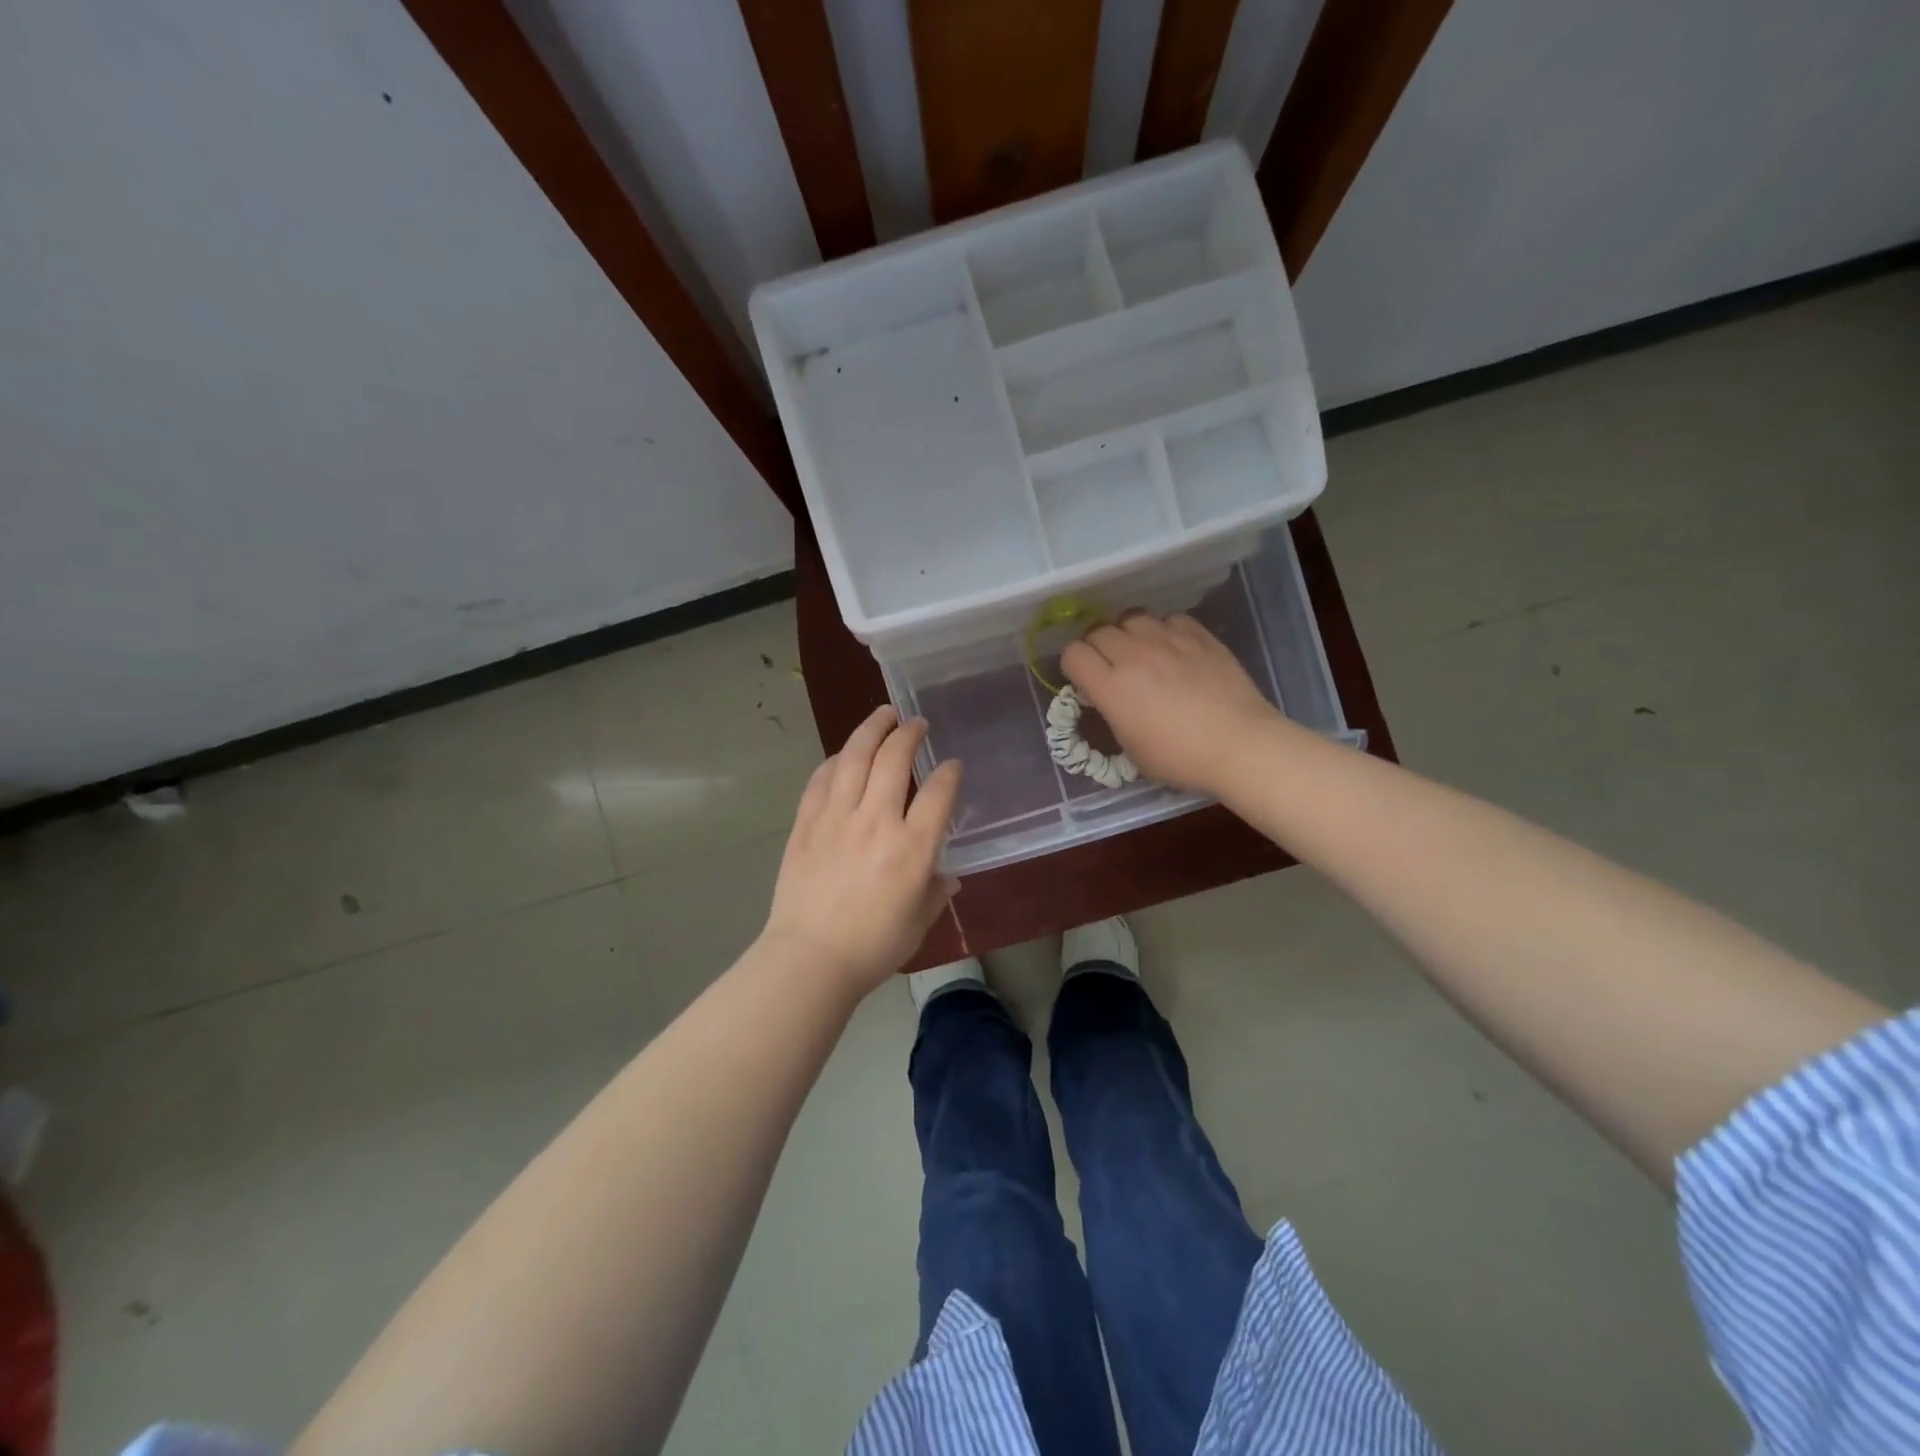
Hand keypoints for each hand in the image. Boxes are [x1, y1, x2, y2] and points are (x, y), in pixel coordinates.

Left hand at [761, 706, 962, 995]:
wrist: (810, 959)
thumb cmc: (873, 947)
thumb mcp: (919, 922)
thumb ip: (936, 890)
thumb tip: (946, 874)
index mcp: (912, 848)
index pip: (939, 792)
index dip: (950, 772)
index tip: (952, 765)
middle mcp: (876, 822)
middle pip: (895, 759)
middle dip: (910, 734)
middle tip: (916, 723)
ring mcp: (836, 818)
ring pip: (854, 757)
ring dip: (871, 729)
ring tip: (883, 715)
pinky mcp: (806, 823)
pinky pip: (821, 779)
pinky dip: (835, 760)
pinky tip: (842, 755)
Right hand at [1062, 613, 1283, 796]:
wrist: (1241, 746)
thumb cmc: (1181, 760)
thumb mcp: (1131, 749)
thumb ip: (1111, 714)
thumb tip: (1108, 696)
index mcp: (1112, 687)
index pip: (1073, 654)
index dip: (1074, 666)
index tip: (1085, 680)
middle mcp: (1134, 655)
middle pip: (1097, 631)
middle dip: (1097, 648)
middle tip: (1110, 667)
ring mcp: (1168, 640)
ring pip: (1131, 618)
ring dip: (1128, 634)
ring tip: (1140, 652)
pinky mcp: (1198, 635)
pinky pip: (1168, 619)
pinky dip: (1163, 630)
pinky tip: (1173, 649)